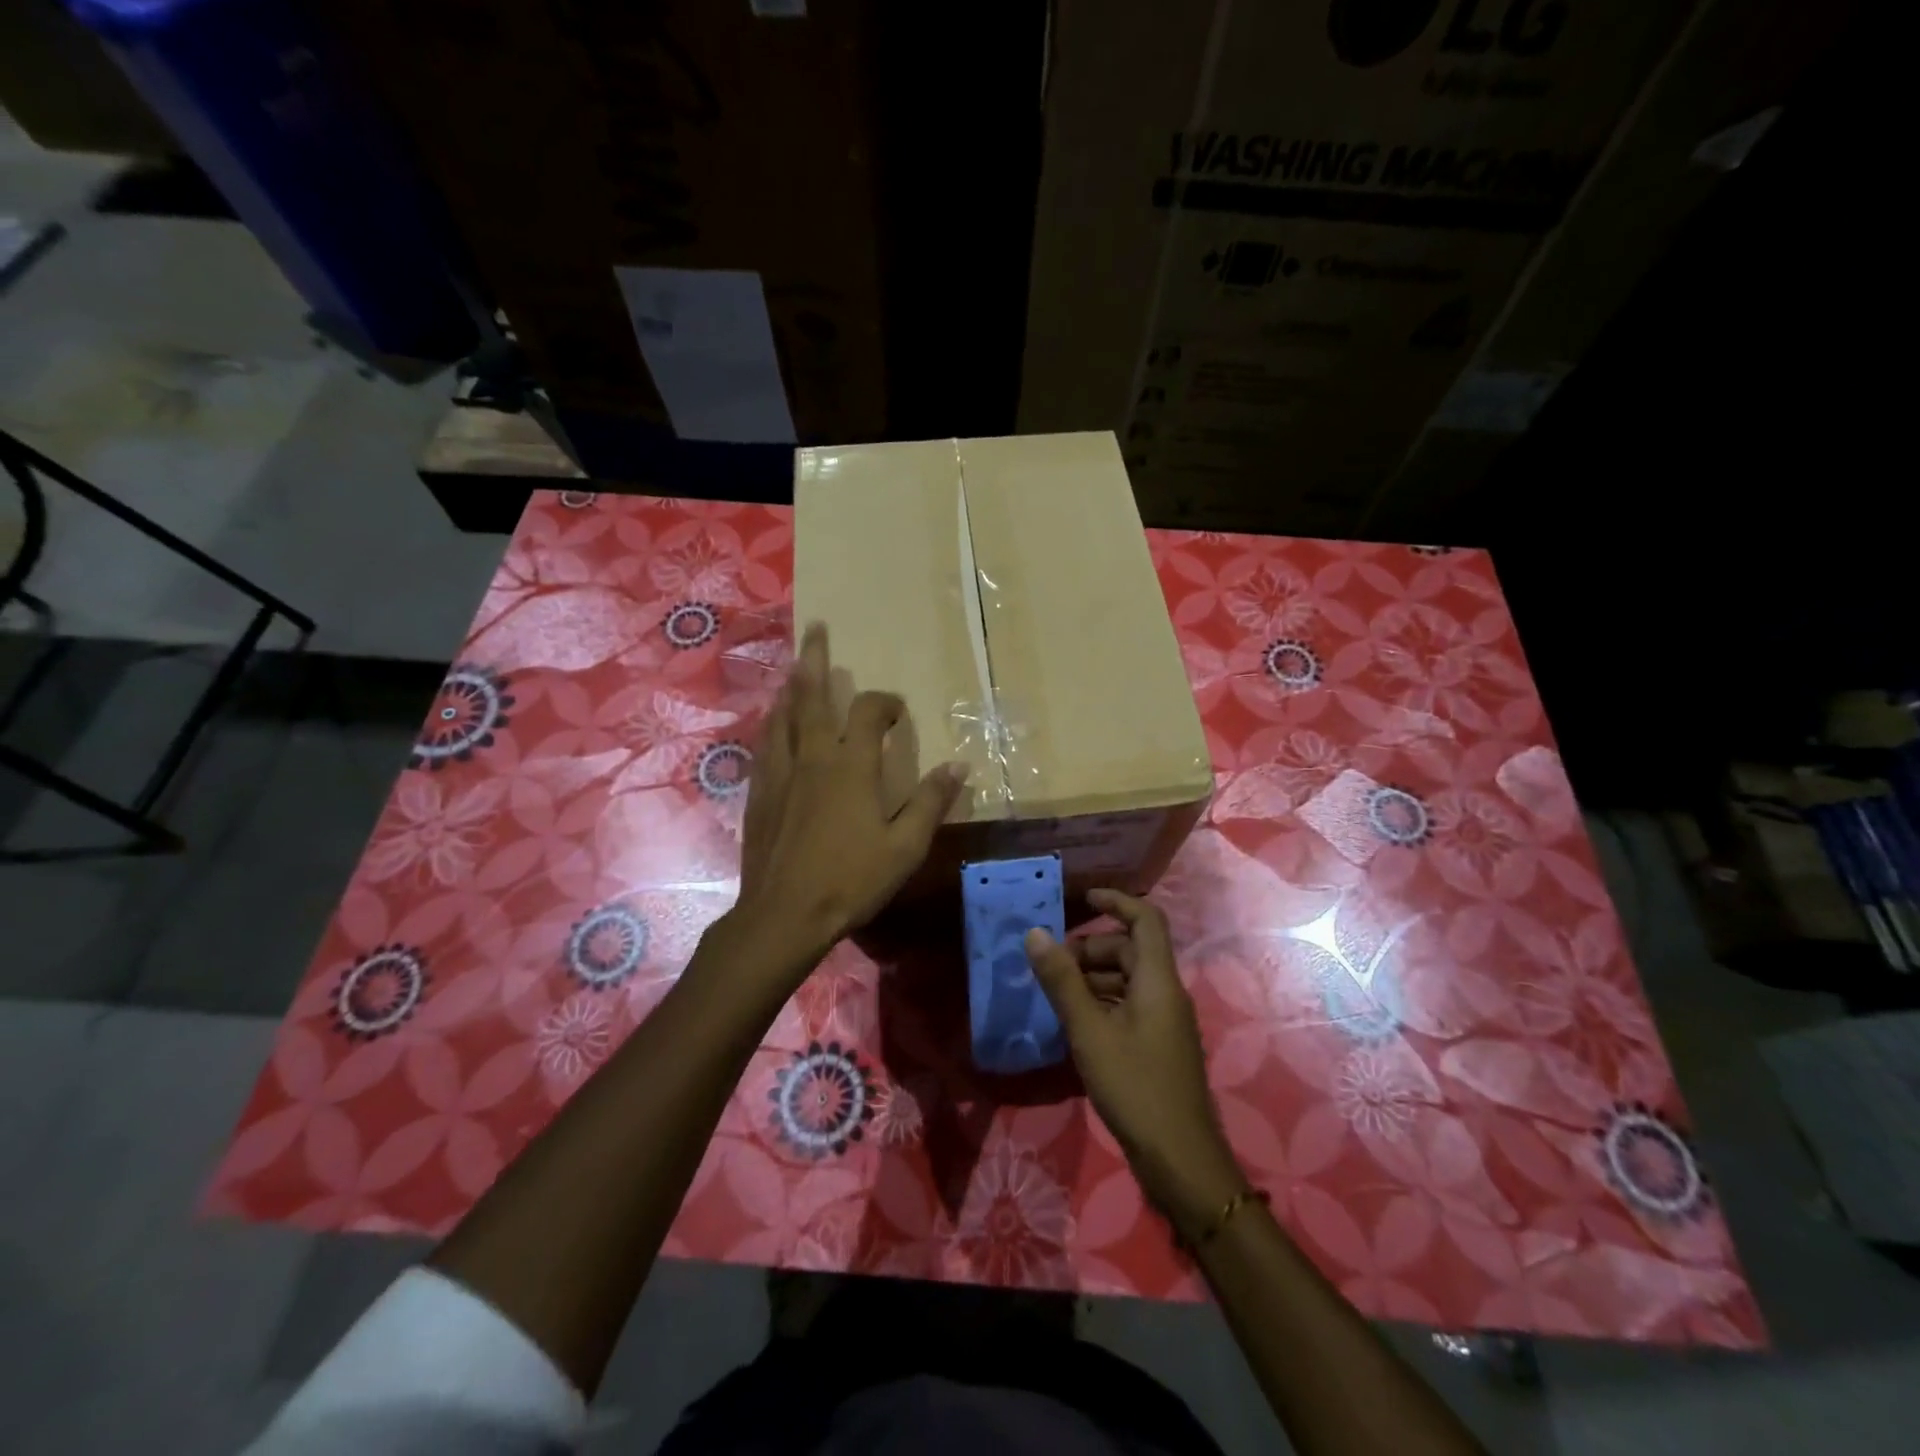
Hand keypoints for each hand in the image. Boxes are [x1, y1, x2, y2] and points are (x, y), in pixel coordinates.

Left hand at [733, 623, 967, 983]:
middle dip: (817, 660)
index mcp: (851, 766)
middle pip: (813, 697)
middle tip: (817, 629)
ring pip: (783, 716)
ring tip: (796, 667)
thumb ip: (931, 802)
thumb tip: (959, 765)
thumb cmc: (851, 880)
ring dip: (792, 687)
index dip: (887, 703)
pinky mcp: (759, 793)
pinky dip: (773, 723)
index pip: (869, 713)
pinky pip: (766, 744)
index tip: (899, 712)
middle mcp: (813, 757)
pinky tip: (773, 724)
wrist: (784, 914)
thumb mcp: (905, 846)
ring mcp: (781, 773)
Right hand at [1026, 889, 1245, 1238]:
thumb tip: (1034, 934)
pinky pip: (1129, 1007)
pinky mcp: (1159, 1046)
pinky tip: (1074, 1024)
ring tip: (1055, 996)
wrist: (1180, 1160)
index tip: (1082, 899)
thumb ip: (1061, 982)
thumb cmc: (1135, 1087)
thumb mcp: (1089, 1031)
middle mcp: (1166, 993)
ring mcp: (1165, 1022)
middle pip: (1130, 951)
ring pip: (1127, 981)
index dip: (1116, 902)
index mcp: (1157, 981)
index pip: (1145, 920)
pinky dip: (1101, 1004)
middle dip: (1090, 950)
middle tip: (1052, 967)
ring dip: (1092, 979)